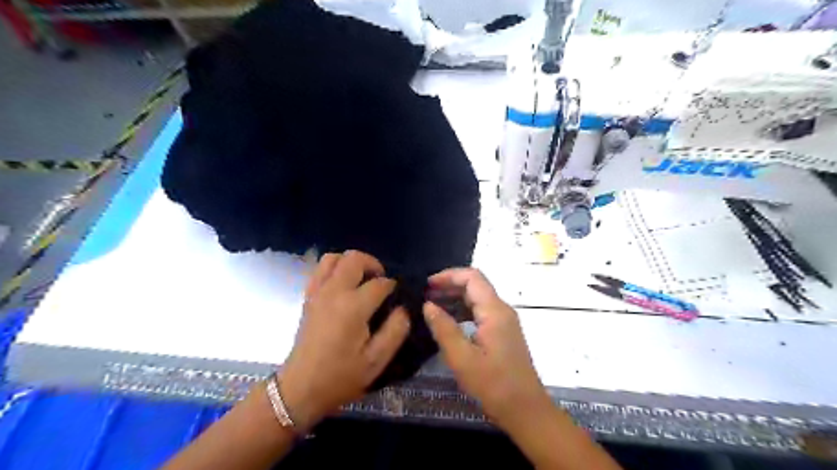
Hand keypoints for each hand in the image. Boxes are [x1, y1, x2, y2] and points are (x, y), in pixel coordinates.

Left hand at [282, 252, 411, 430]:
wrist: (300, 388)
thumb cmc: (340, 377)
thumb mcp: (377, 361)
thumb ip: (395, 331)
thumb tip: (403, 309)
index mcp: (353, 307)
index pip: (380, 283)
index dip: (393, 286)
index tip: (398, 296)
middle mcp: (334, 292)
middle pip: (354, 258)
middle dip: (373, 264)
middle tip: (381, 282)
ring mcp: (317, 292)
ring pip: (334, 258)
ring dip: (351, 262)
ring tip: (362, 279)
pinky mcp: (308, 297)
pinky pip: (320, 269)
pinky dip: (334, 268)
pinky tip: (343, 284)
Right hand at [422, 269, 553, 433]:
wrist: (525, 410)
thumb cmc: (493, 384)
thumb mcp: (462, 358)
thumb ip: (443, 328)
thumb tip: (428, 305)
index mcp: (494, 311)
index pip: (472, 277)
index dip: (448, 275)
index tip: (427, 285)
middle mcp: (502, 310)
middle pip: (475, 285)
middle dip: (449, 286)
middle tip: (425, 295)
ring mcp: (504, 322)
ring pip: (477, 299)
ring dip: (455, 298)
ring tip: (431, 306)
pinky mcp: (503, 333)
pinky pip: (481, 312)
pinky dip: (463, 311)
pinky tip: (448, 322)